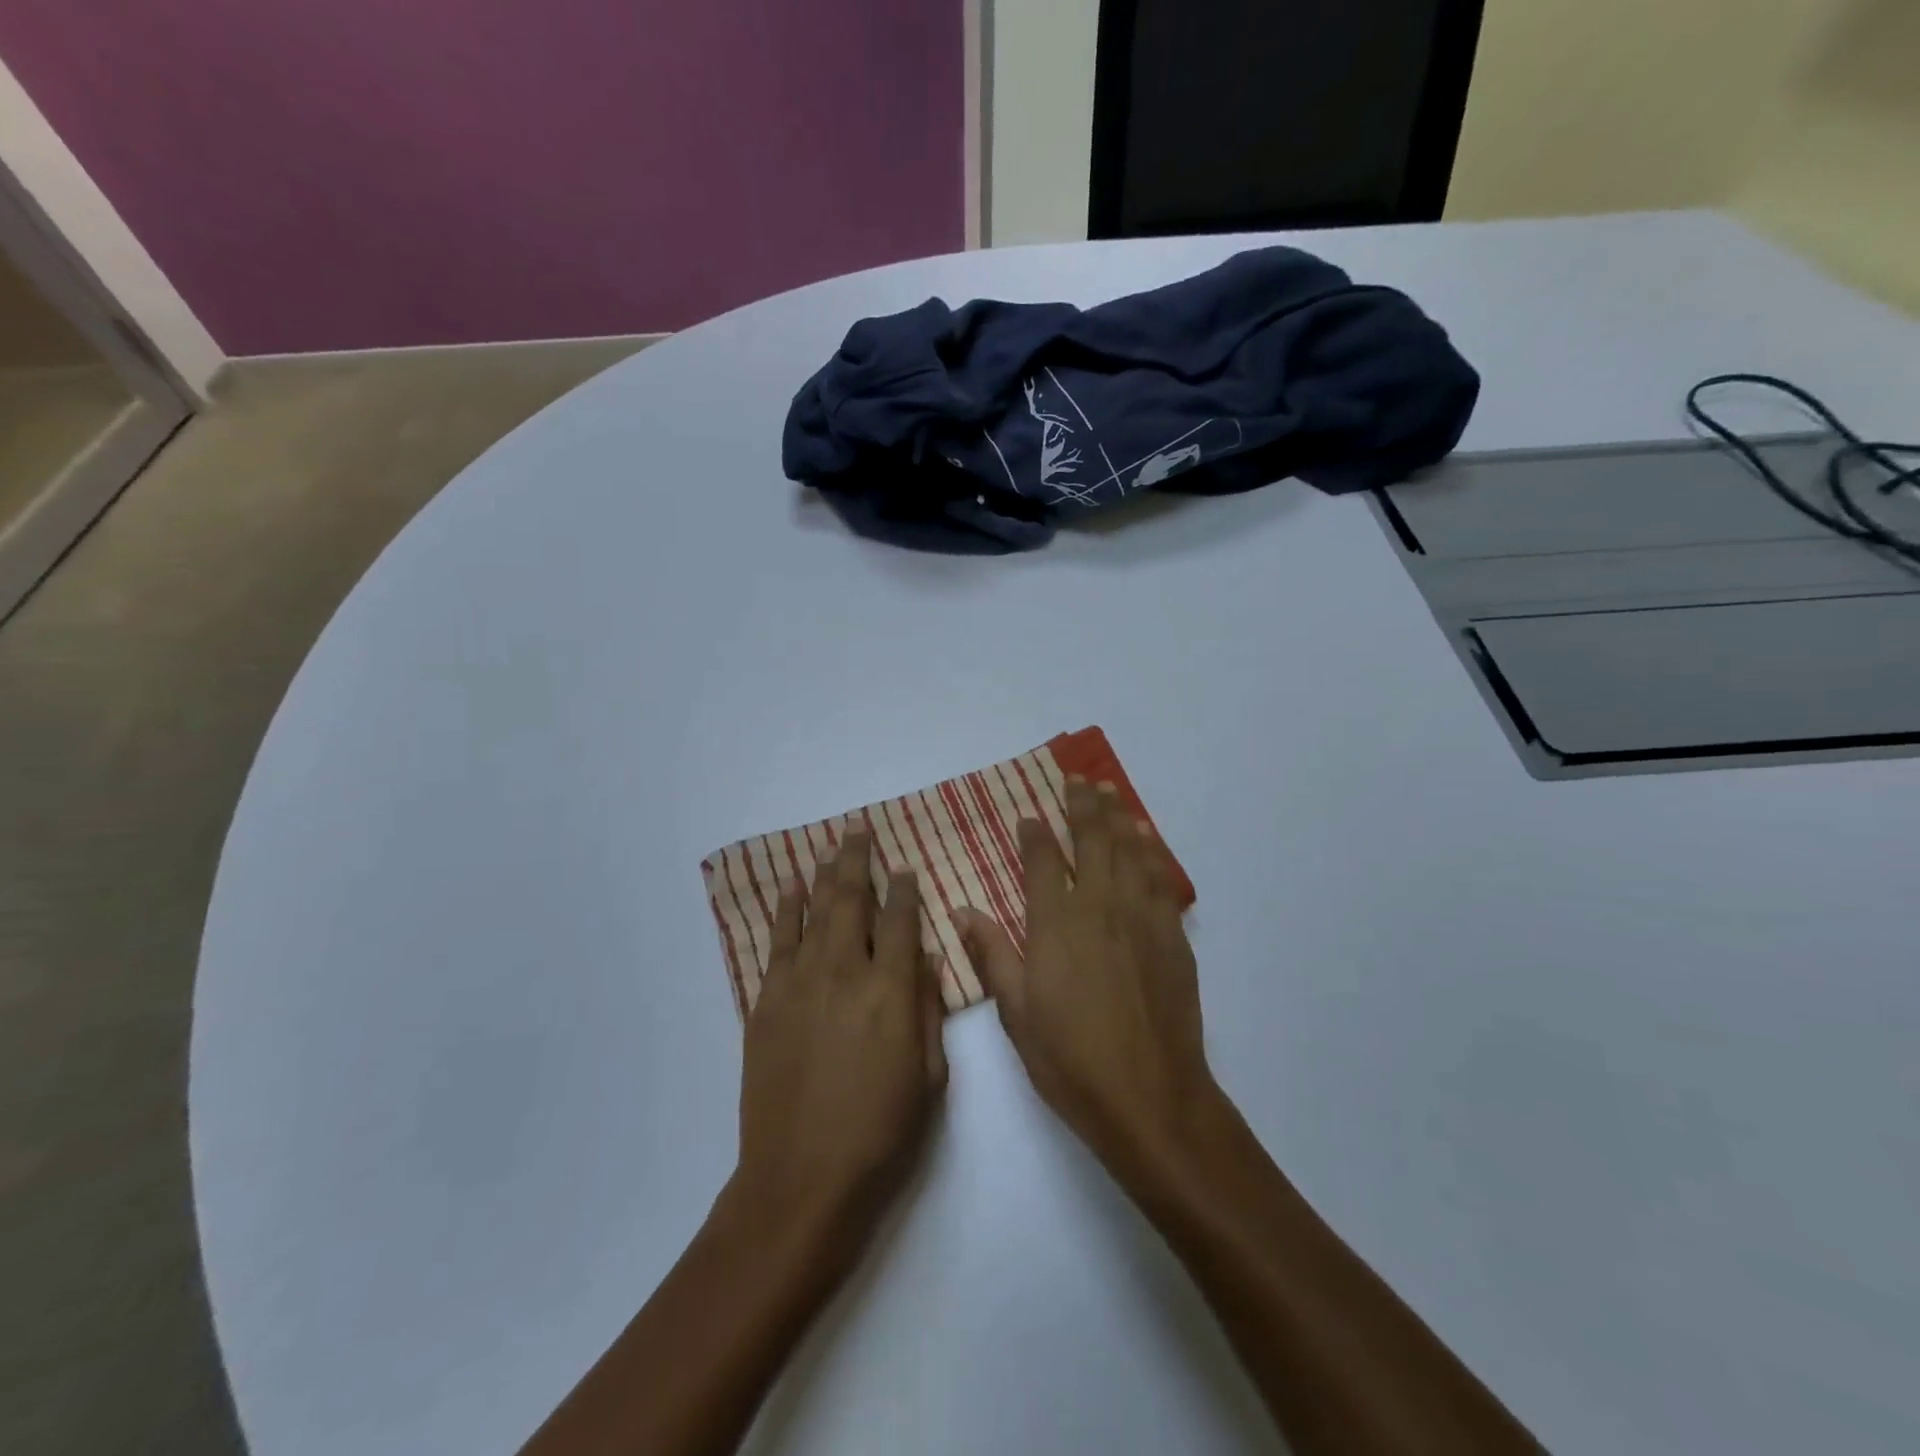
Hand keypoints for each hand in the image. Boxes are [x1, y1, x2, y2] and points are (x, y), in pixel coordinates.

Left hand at [733, 827, 946, 1255]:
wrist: (802, 1181)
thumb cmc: (881, 1134)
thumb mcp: (930, 1078)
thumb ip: (928, 1010)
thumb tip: (926, 958)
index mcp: (892, 992)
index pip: (901, 922)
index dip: (905, 890)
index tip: (906, 867)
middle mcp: (845, 974)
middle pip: (852, 902)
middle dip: (858, 861)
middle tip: (858, 829)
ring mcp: (800, 985)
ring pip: (814, 913)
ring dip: (824, 875)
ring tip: (830, 846)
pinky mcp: (766, 1003)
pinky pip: (777, 943)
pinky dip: (785, 911)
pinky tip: (791, 888)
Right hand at [960, 780, 1216, 1185]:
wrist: (1151, 1096)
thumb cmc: (1071, 1060)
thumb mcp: (1016, 1013)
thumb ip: (991, 954)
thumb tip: (962, 910)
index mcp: (1056, 925)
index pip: (1044, 863)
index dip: (1035, 835)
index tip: (1029, 815)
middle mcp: (1099, 909)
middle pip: (1092, 843)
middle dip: (1083, 807)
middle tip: (1079, 780)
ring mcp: (1141, 919)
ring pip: (1129, 853)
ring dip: (1118, 819)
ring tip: (1110, 793)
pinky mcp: (1172, 937)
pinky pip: (1160, 880)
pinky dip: (1151, 852)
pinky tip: (1146, 840)